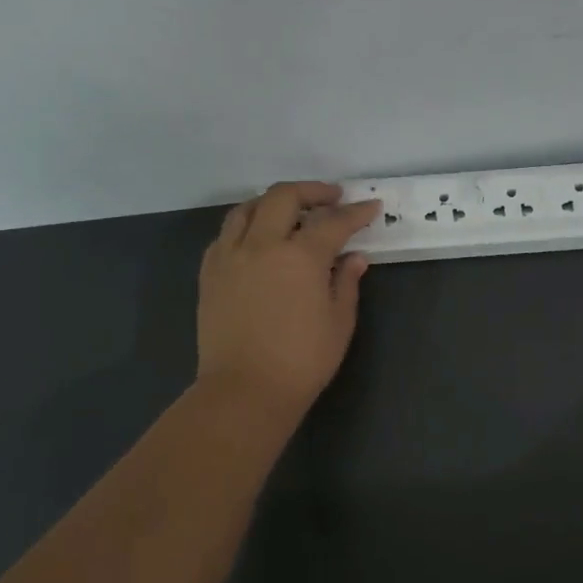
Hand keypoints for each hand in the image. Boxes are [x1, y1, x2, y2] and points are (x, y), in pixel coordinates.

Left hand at [197, 181, 381, 410]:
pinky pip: (226, 234)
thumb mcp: (339, 322)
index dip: (356, 212)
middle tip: (332, 198)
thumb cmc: (302, 360)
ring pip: (247, 208)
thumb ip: (346, 282)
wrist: (245, 390)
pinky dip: (246, 226)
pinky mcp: (209, 272)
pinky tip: (257, 239)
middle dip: (312, 191)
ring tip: (290, 211)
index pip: (333, 222)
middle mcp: (262, 244)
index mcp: (300, 256)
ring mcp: (230, 256)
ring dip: (272, 202)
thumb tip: (354, 257)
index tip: (372, 207)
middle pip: (284, 197)